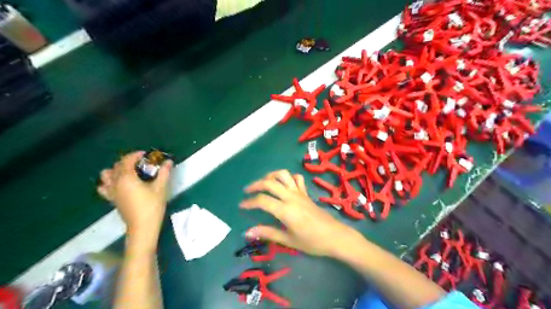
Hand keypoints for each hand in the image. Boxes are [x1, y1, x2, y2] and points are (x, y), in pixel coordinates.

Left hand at [97, 151, 172, 239]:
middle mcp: (115, 182)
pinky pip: (104, 187)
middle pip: (117, 165)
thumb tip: (168, 161)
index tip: (147, 154)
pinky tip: (119, 184)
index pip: (127, 160)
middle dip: (129, 160)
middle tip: (142, 162)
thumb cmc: (152, 206)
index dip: (136, 155)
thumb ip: (164, 172)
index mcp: (127, 177)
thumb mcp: (160, 188)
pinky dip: (109, 182)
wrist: (142, 226)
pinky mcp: (112, 199)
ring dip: (116, 169)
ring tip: (129, 172)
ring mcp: (111, 191)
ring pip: (107, 174)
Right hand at [239, 170, 359, 256]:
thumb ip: (268, 233)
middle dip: (256, 184)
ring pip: (283, 174)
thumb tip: (248, 232)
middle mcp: (291, 196)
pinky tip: (284, 184)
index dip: (249, 202)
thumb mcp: (288, 240)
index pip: (262, 201)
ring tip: (264, 183)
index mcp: (285, 210)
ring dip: (271, 175)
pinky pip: (297, 178)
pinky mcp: (306, 193)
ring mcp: (300, 192)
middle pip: (270, 182)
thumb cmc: (311, 241)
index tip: (241, 205)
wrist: (334, 236)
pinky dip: (288, 177)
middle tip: (247, 191)